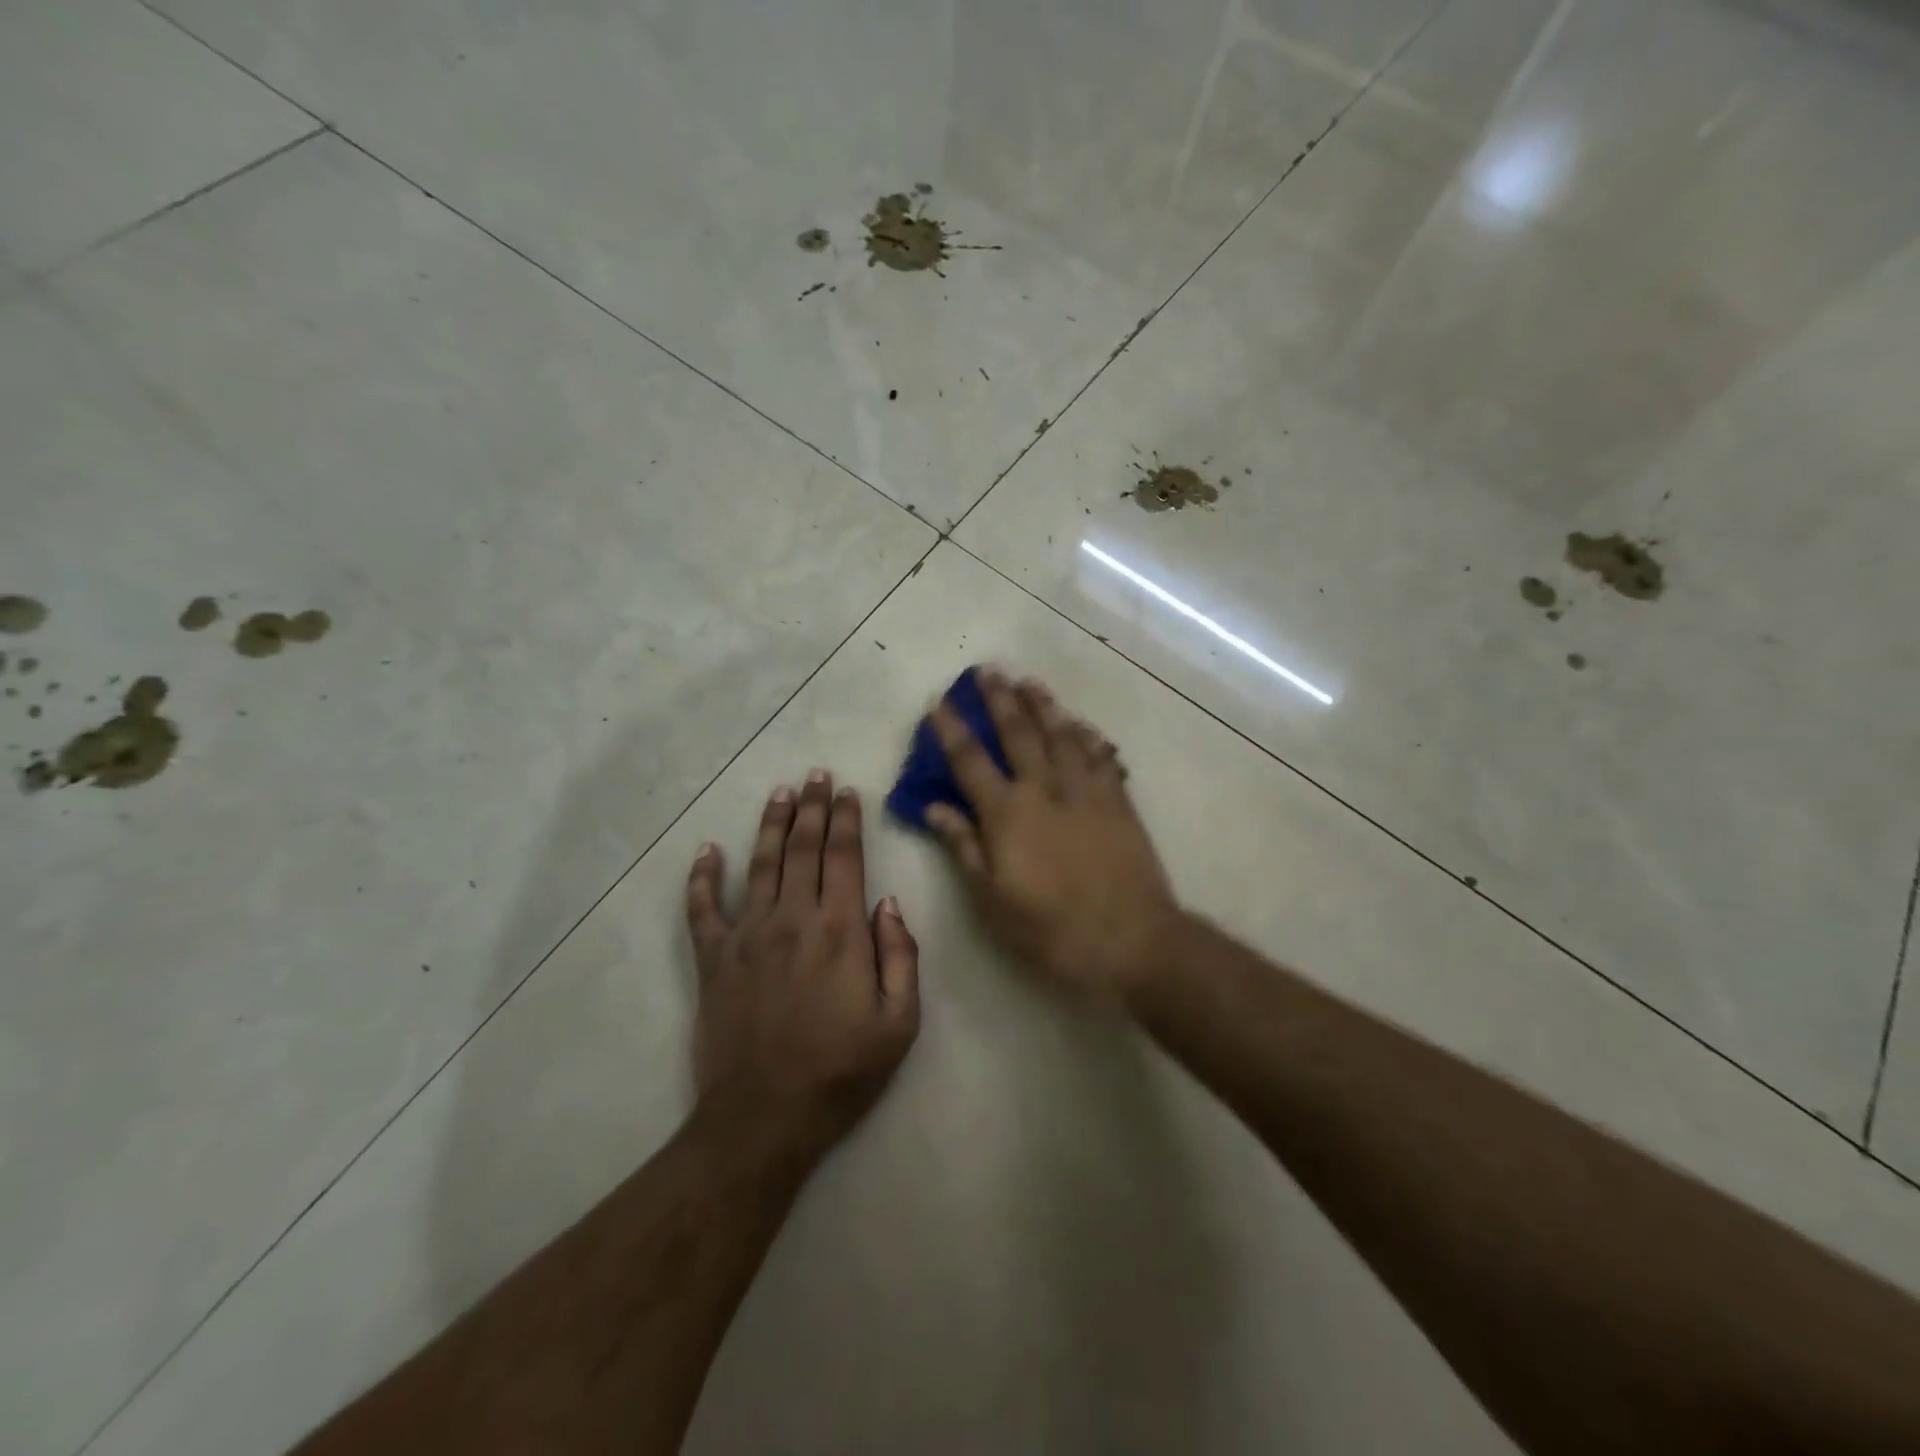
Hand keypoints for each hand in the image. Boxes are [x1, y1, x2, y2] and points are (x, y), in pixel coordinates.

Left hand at [686, 772, 919, 1160]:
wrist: (765, 1118)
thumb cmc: (841, 1071)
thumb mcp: (899, 1022)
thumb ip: (901, 956)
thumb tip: (888, 903)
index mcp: (840, 930)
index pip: (844, 857)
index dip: (846, 819)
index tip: (846, 792)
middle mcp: (792, 919)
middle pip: (802, 849)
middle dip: (812, 808)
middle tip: (815, 776)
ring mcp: (747, 936)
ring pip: (759, 865)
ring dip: (770, 825)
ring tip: (779, 794)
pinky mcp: (713, 960)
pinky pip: (702, 909)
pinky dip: (702, 878)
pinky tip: (706, 850)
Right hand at [925, 670, 1180, 1004]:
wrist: (1130, 939)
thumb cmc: (1050, 928)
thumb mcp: (992, 899)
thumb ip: (964, 846)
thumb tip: (934, 807)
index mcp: (1007, 813)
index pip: (970, 760)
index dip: (951, 728)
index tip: (938, 700)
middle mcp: (1044, 788)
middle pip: (1018, 732)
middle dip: (1000, 699)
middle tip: (988, 669)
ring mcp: (1086, 790)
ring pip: (1062, 734)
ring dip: (1043, 705)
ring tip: (1029, 682)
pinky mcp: (1118, 799)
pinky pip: (1101, 755)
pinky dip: (1088, 735)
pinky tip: (1081, 724)